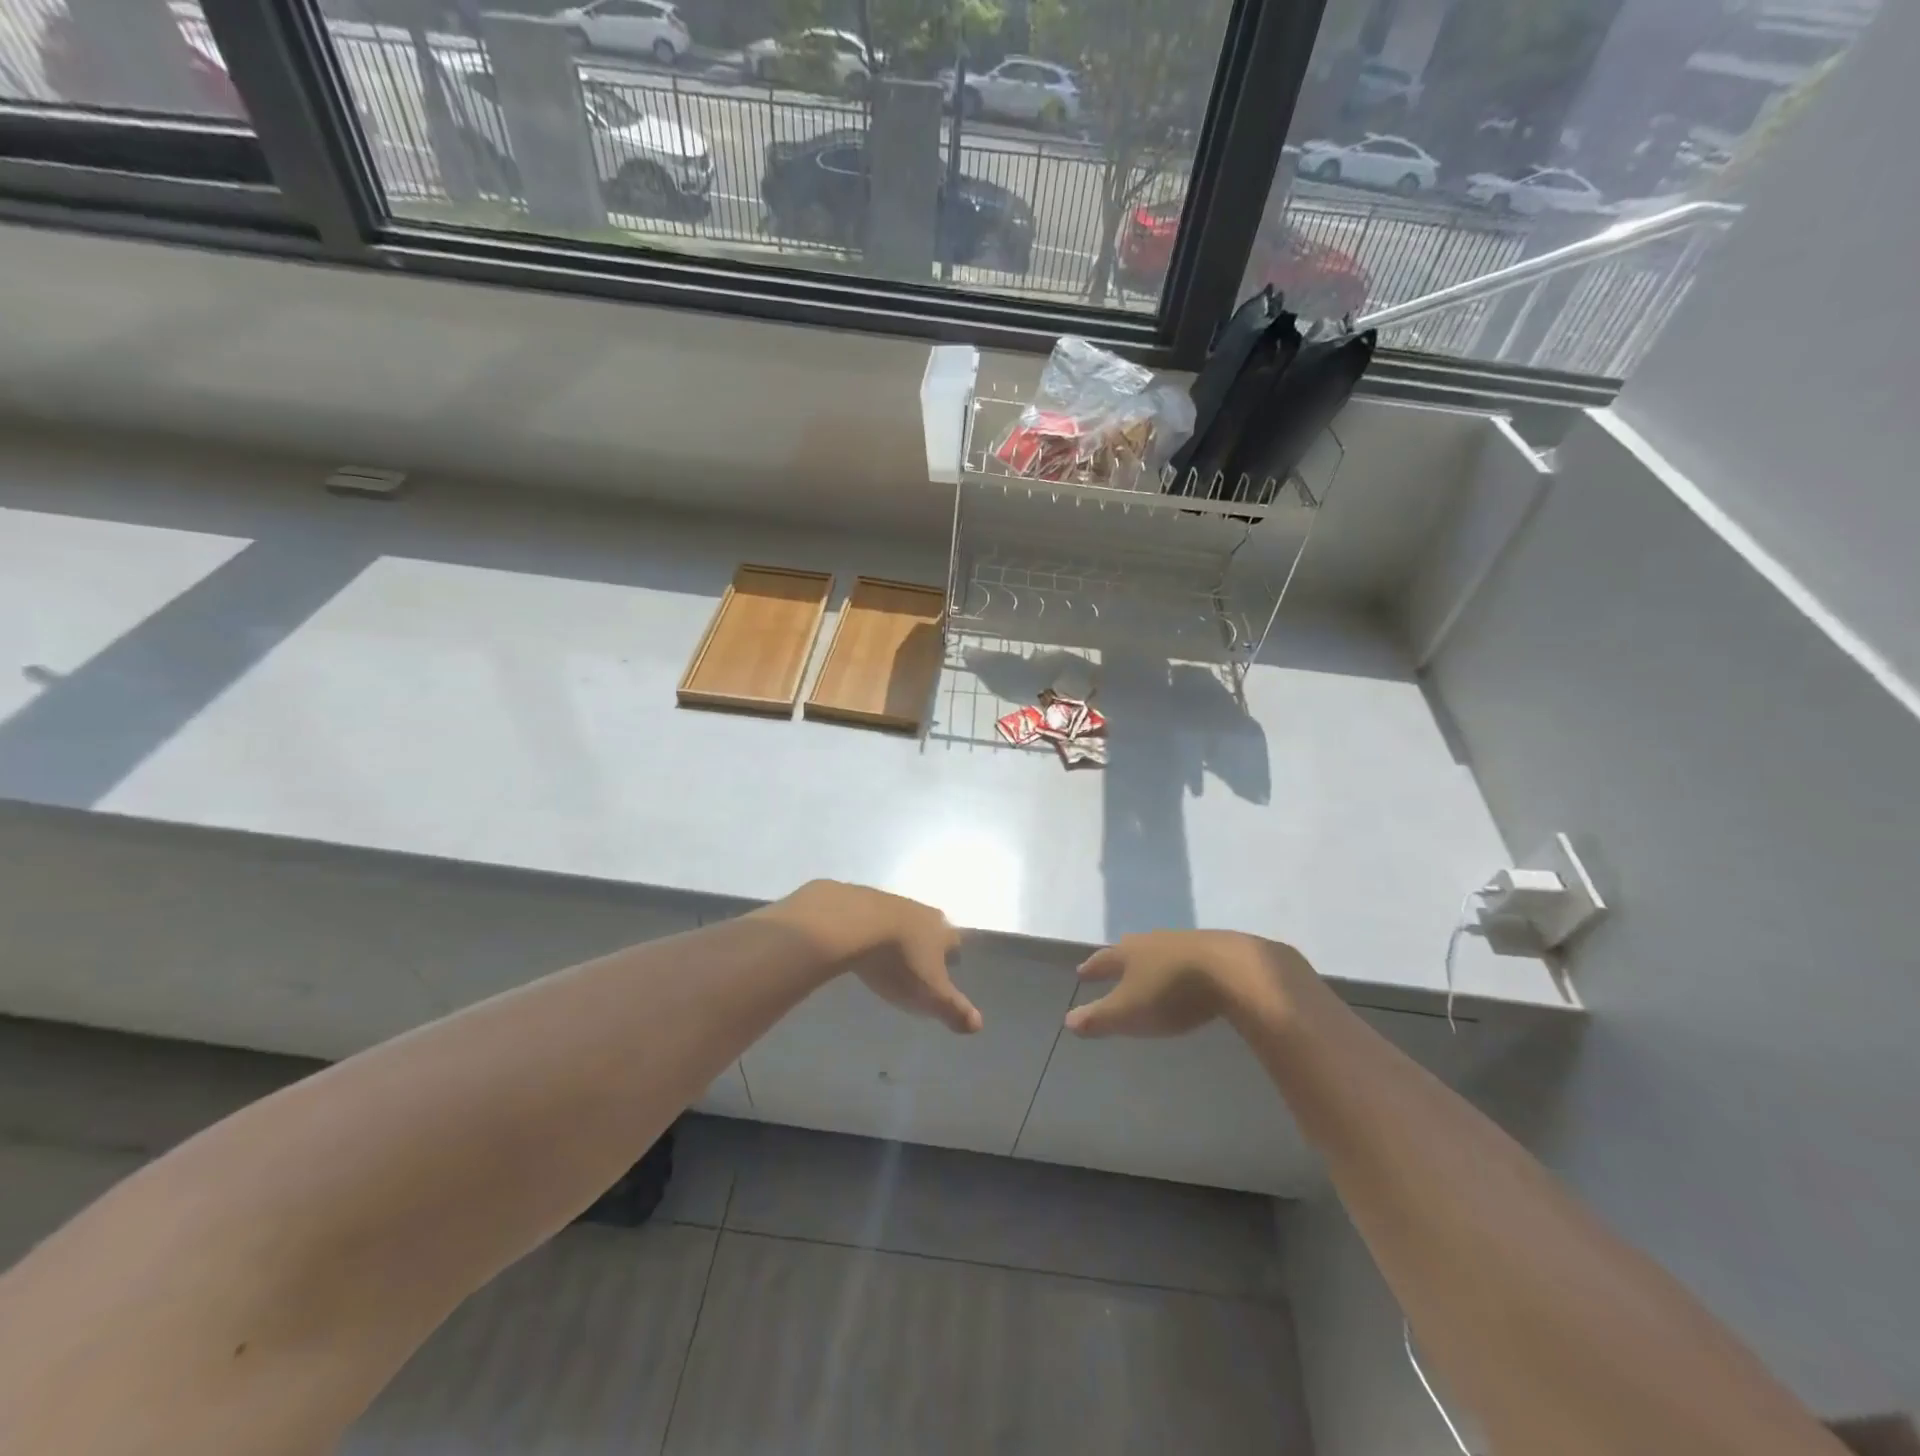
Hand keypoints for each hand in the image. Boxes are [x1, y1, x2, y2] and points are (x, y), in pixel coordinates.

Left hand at [771, 881, 980, 1033]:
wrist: (853, 923)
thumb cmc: (899, 961)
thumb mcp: (929, 994)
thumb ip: (954, 1009)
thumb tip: (979, 1025)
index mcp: (942, 931)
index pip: (955, 943)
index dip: (952, 956)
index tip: (947, 969)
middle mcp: (922, 911)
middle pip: (931, 927)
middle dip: (928, 943)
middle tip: (920, 961)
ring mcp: (891, 902)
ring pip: (903, 920)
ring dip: (900, 935)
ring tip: (891, 954)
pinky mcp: (862, 900)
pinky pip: (874, 917)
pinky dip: (873, 929)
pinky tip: (864, 941)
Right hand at [1065, 930, 1304, 1037]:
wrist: (1234, 971)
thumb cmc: (1171, 992)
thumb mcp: (1129, 1012)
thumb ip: (1099, 1018)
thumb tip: (1068, 1020)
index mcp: (1129, 953)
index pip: (1103, 959)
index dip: (1092, 968)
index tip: (1081, 972)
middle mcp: (1154, 940)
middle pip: (1132, 947)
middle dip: (1122, 958)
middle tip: (1115, 963)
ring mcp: (1187, 942)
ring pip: (1162, 949)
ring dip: (1154, 959)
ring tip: (1151, 968)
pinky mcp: (1218, 949)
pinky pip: (1191, 956)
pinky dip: (1183, 965)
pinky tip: (1190, 974)